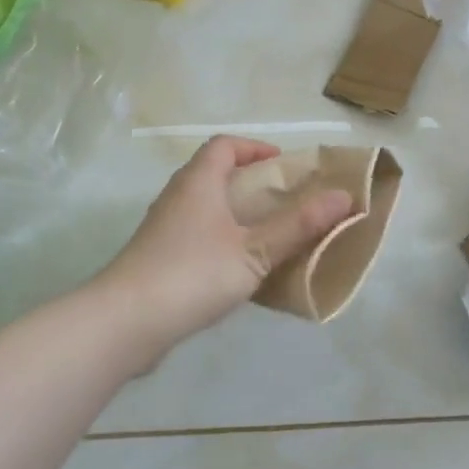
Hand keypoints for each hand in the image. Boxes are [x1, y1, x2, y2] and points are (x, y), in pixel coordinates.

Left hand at [96, 136, 354, 366]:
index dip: (255, 148)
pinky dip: (223, 242)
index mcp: (198, 183)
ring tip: (271, 236)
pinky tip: (242, 270)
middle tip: (287, 203)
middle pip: (215, 175)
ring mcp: (164, 230)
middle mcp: (177, 198)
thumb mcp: (254, 250)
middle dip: (252, 184)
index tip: (284, 165)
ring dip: (238, 215)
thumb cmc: (193, 274)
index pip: (224, 146)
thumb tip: (344, 196)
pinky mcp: (159, 260)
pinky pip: (198, 238)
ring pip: (206, 209)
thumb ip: (298, 225)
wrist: (125, 322)